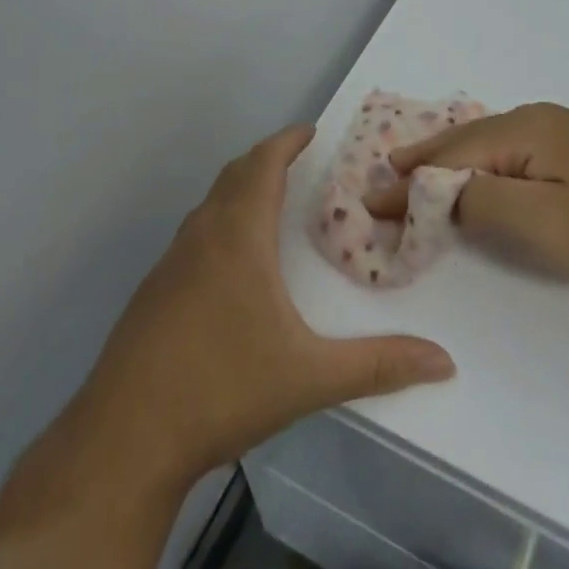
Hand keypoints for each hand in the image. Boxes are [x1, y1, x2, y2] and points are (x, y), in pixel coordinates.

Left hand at [74, 125, 455, 489]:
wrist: (124, 438)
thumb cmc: (222, 389)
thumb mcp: (309, 377)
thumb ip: (379, 365)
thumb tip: (444, 361)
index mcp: (238, 238)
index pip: (262, 166)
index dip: (285, 141)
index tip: (309, 129)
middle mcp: (201, 237)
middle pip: (233, 176)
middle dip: (264, 159)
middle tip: (294, 159)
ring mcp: (169, 264)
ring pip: (208, 206)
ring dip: (238, 190)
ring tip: (267, 201)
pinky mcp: (151, 293)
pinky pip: (192, 236)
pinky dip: (218, 222)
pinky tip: (228, 263)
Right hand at [365, 103, 568, 298]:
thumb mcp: (542, 221)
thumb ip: (481, 201)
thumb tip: (439, 192)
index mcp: (524, 128)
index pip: (450, 155)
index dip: (410, 182)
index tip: (372, 203)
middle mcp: (536, 118)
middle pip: (463, 142)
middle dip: (422, 164)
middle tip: (383, 183)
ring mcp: (559, 132)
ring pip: (486, 146)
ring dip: (448, 165)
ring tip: (415, 177)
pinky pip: (509, 154)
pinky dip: (478, 168)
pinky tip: (473, 176)